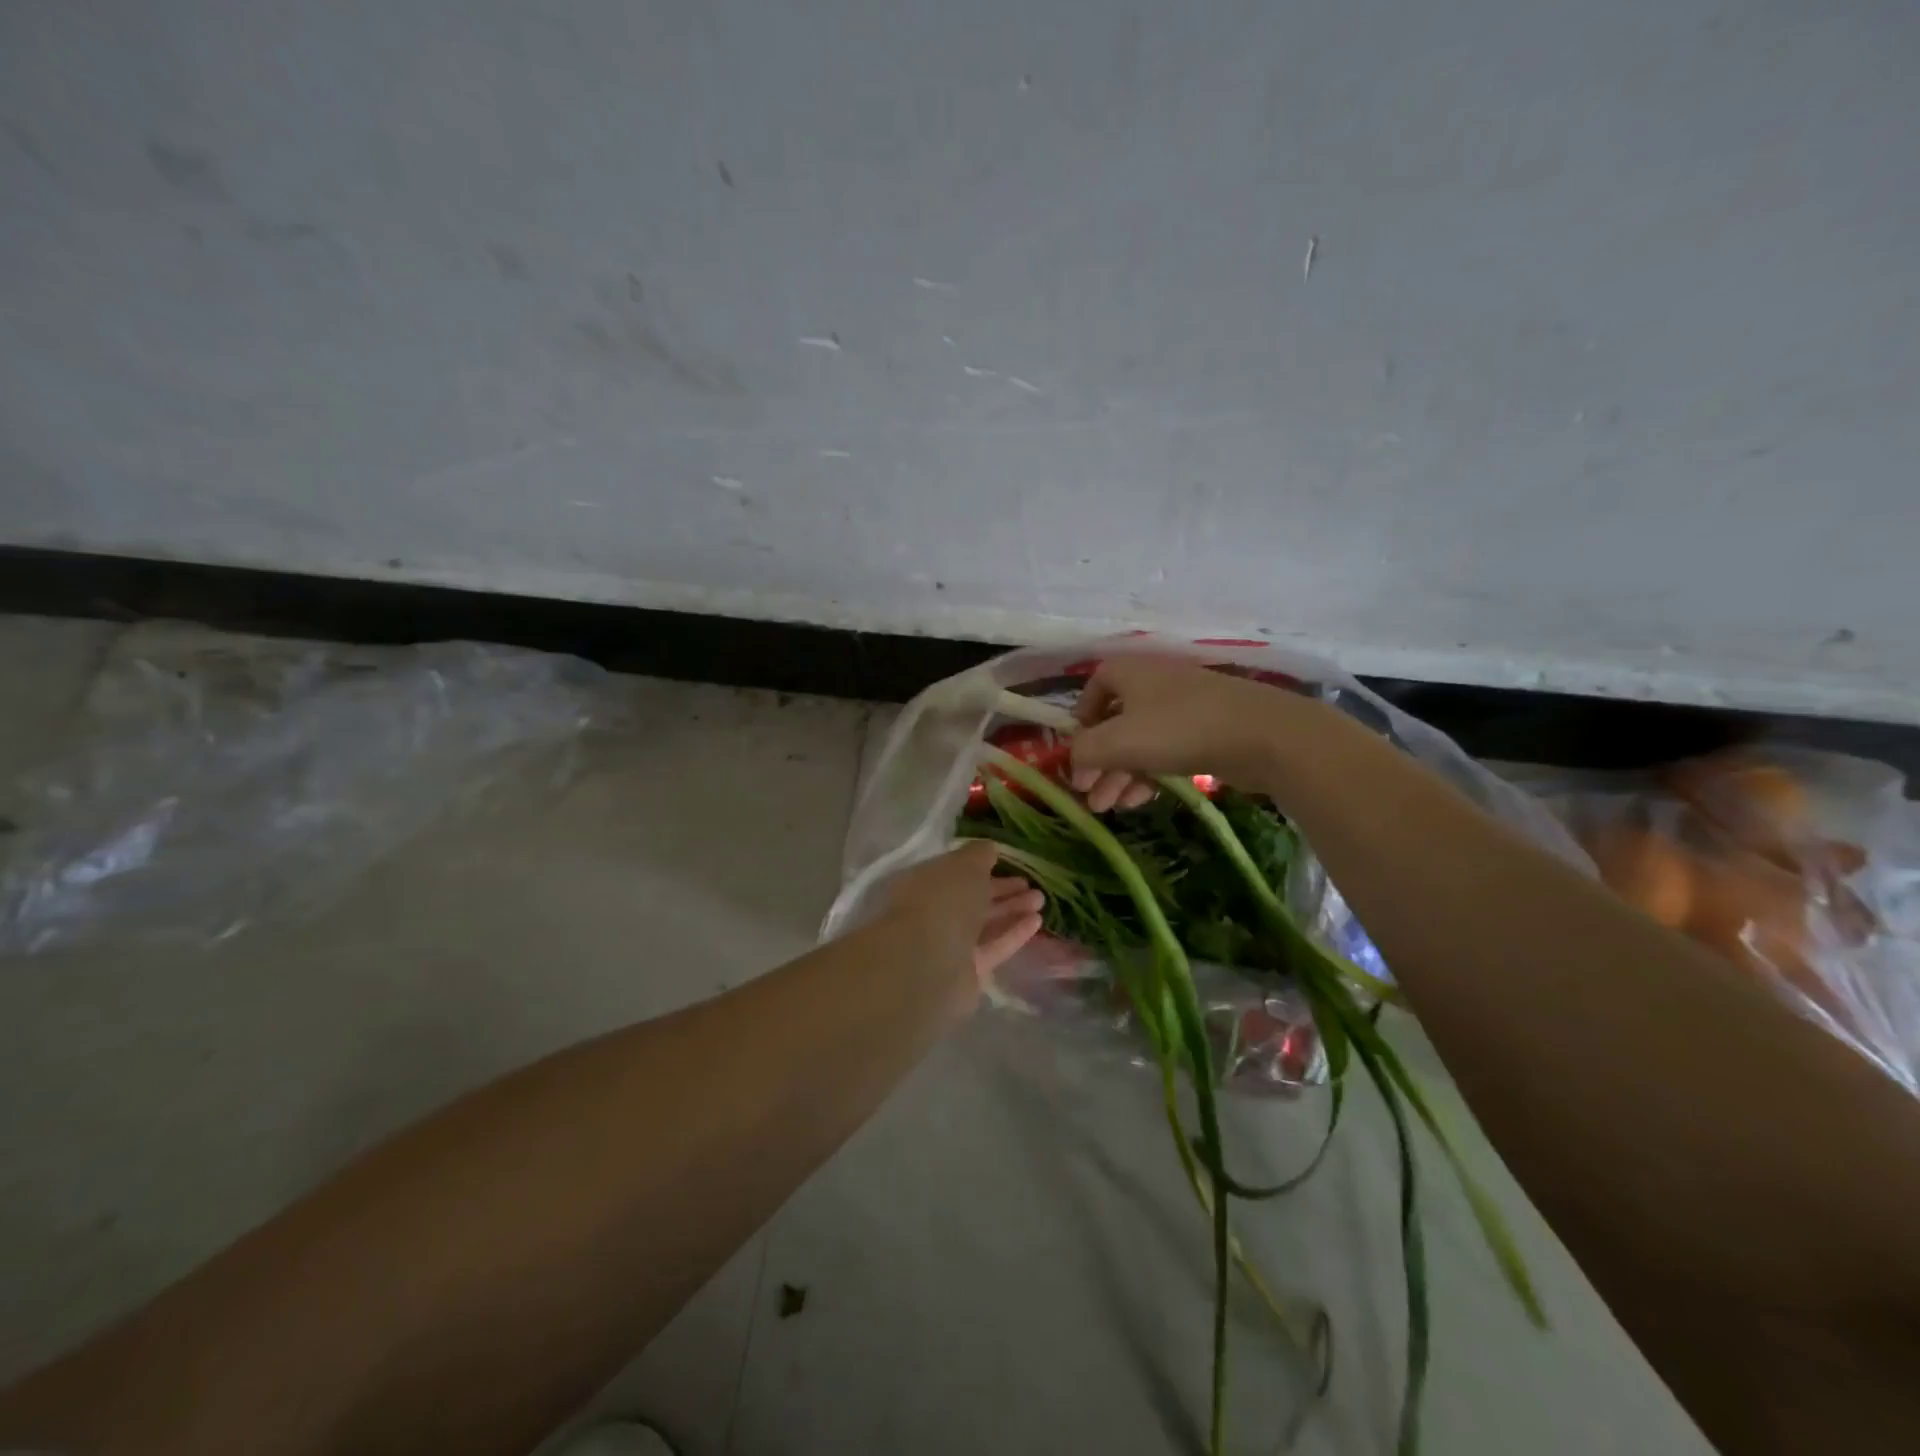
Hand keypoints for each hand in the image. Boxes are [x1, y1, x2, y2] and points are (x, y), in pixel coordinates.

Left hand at [878, 841, 1044, 989]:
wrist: (928, 962)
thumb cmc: (943, 900)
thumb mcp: (965, 864)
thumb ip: (979, 854)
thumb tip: (989, 849)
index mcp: (923, 883)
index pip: (953, 872)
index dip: (980, 866)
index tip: (1006, 862)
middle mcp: (932, 912)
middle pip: (970, 899)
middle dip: (1001, 890)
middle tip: (1030, 883)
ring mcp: (947, 944)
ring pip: (983, 923)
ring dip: (1011, 910)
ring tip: (1040, 900)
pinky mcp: (966, 972)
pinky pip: (993, 947)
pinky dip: (1013, 934)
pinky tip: (1037, 921)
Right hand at [1069, 656, 1298, 810]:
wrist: (1263, 736)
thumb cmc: (1179, 729)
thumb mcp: (1117, 742)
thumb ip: (1084, 751)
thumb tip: (1074, 762)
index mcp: (1131, 673)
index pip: (1095, 685)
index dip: (1081, 716)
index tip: (1076, 749)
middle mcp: (1155, 684)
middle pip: (1115, 722)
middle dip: (1098, 760)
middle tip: (1087, 794)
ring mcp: (1184, 708)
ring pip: (1140, 742)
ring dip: (1119, 774)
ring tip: (1107, 808)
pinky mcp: (1208, 732)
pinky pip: (1166, 752)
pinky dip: (1148, 775)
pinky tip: (1138, 802)